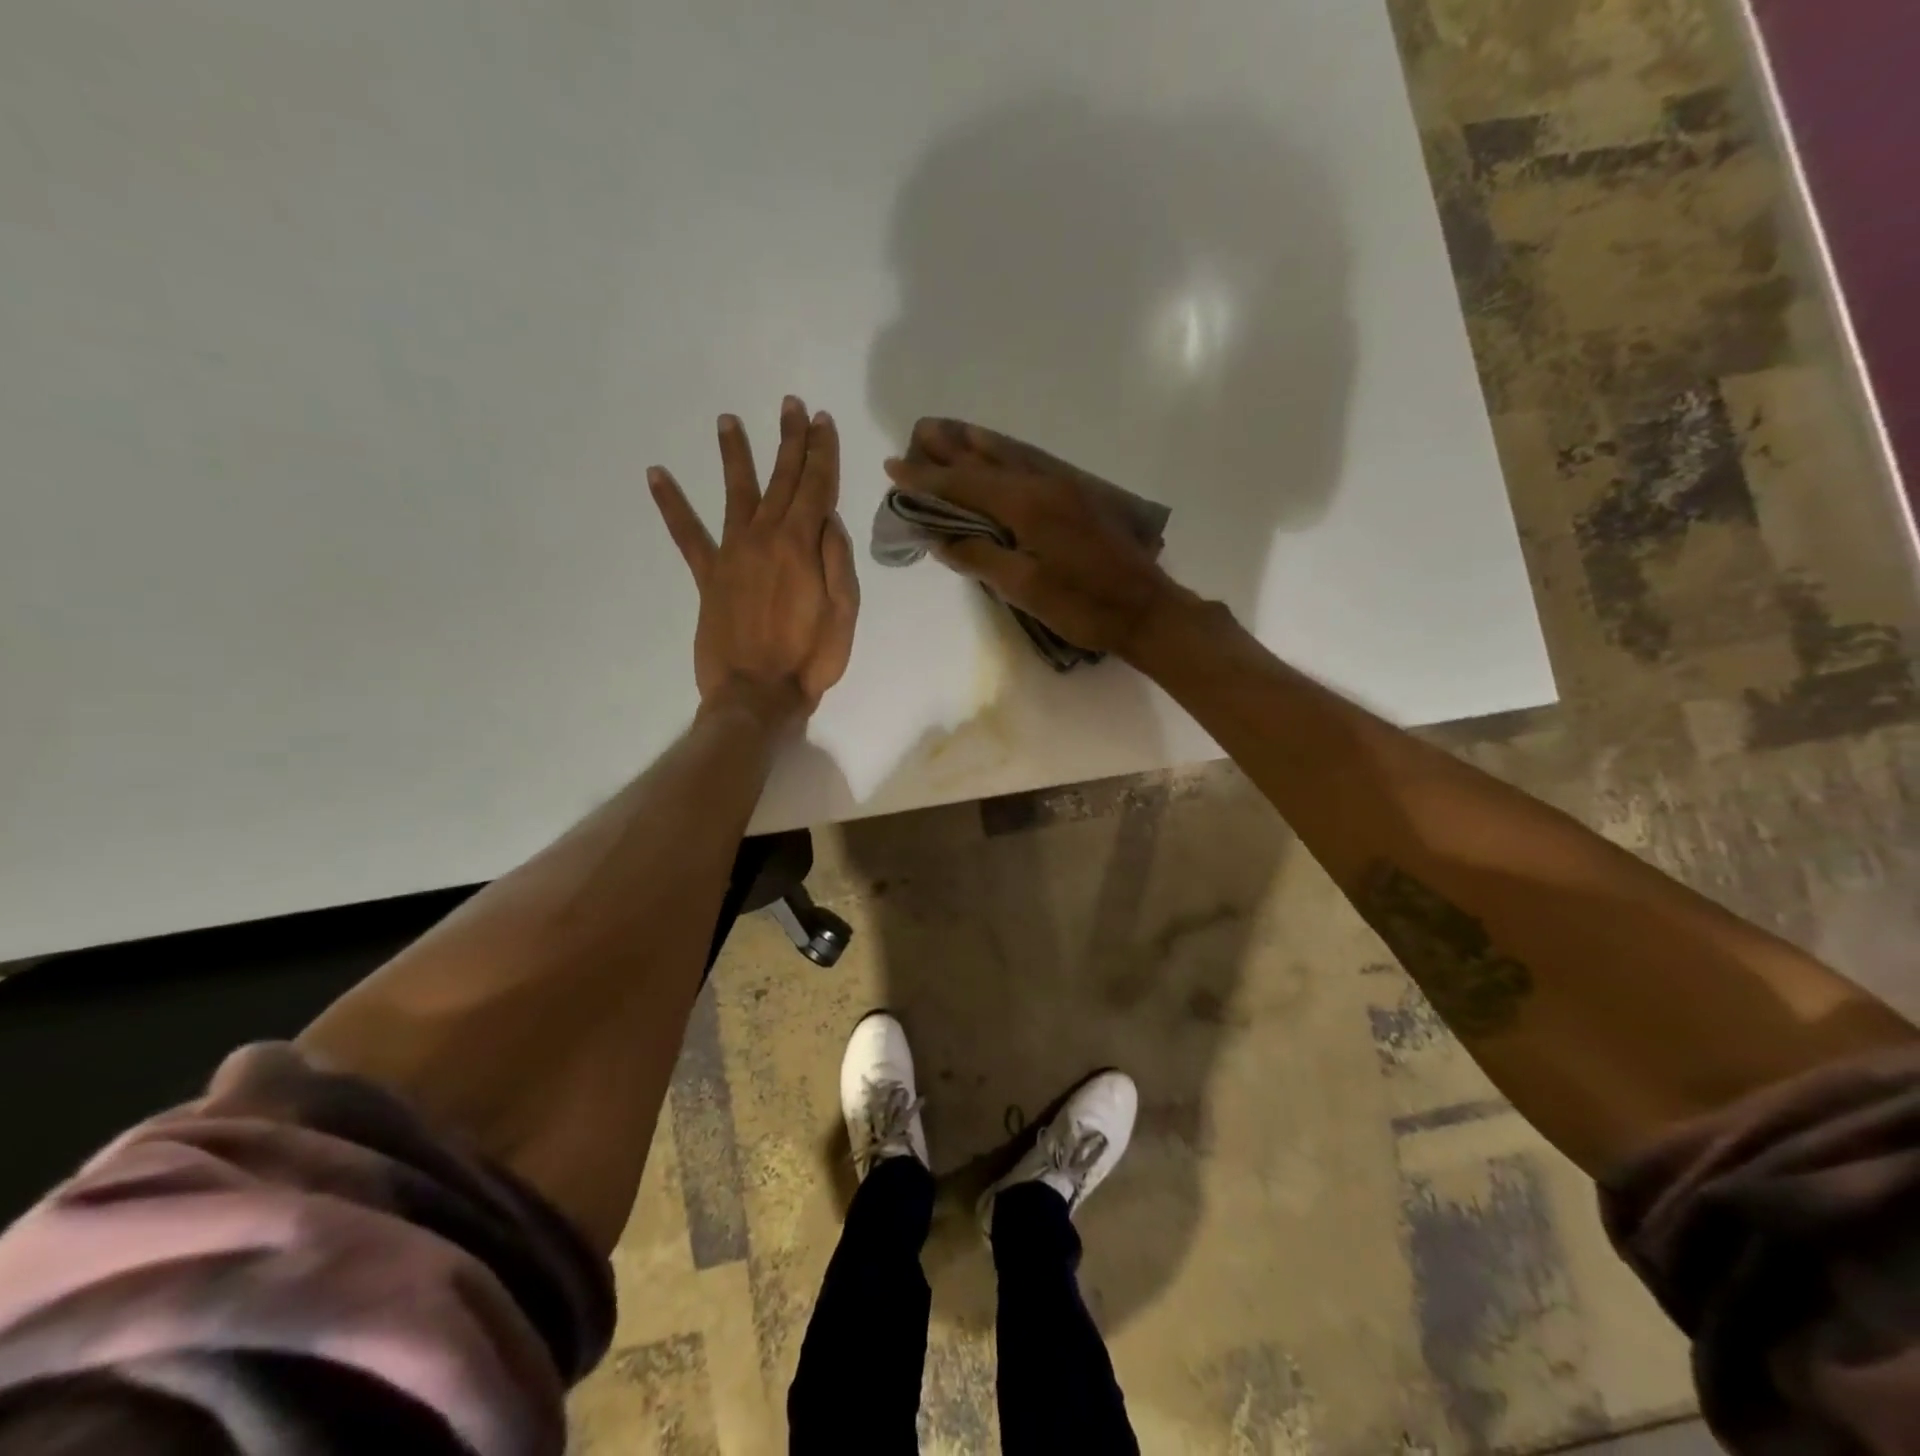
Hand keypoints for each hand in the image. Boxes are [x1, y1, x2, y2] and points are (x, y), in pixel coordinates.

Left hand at [649, 397, 858, 722]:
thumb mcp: (844, 613)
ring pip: (735, 493)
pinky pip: (687, 535)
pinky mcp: (708, 576)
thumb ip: (837, 560)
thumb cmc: (811, 659)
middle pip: (780, 479)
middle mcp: (765, 538)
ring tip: (728, 420)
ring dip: (735, 455)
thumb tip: (829, 519)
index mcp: (801, 545)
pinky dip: (671, 505)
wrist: (758, 695)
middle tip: (791, 406)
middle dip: (789, 441)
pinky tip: (656, 475)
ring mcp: (732, 554)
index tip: (822, 421)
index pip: (816, 487)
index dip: (821, 452)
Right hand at [883, 418, 1175, 655]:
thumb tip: (940, 539)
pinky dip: (1006, 456)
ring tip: (951, 432)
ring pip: (1012, 458)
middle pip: (987, 461)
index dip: (926, 479)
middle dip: (950, 450)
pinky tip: (1000, 455)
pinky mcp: (1078, 498)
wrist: (1145, 609)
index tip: (893, 466)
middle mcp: (1043, 485)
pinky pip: (1032, 466)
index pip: (965, 485)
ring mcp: (1065, 488)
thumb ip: (980, 558)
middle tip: (918, 433)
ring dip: (977, 446)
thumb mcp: (1024, 588)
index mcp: (1026, 505)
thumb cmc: (1082, 604)